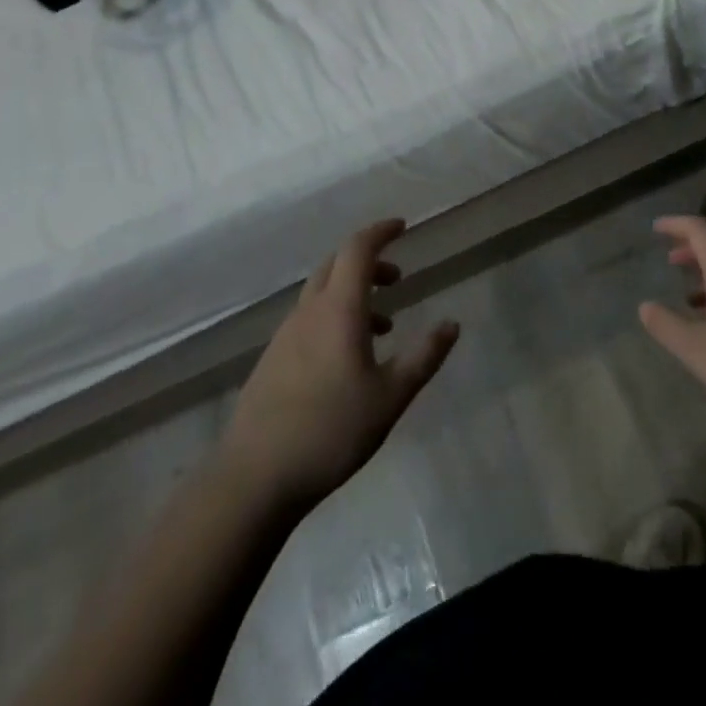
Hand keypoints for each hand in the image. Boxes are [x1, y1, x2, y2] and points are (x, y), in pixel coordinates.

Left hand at [223, 219, 458, 510]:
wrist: (254, 478)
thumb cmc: (330, 431)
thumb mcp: (391, 397)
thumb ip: (424, 357)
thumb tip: (452, 324)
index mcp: (338, 310)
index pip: (357, 250)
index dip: (380, 232)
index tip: (402, 227)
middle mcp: (308, 313)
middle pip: (336, 265)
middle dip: (369, 262)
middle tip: (398, 279)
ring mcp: (285, 336)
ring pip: (321, 294)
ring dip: (353, 293)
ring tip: (383, 325)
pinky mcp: (272, 360)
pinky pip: (309, 319)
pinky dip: (334, 317)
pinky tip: (348, 358)